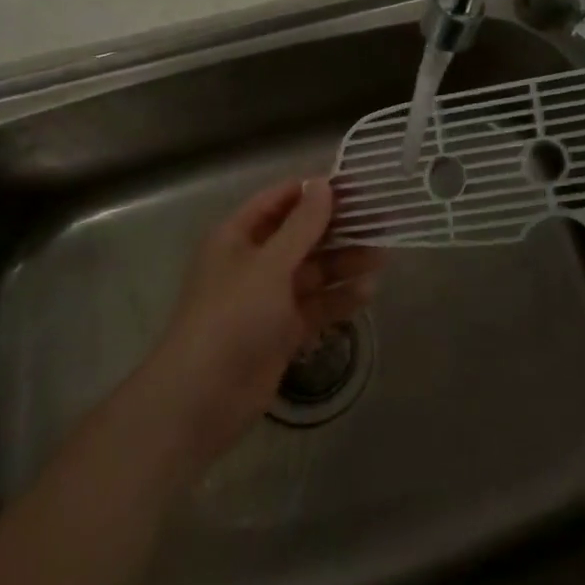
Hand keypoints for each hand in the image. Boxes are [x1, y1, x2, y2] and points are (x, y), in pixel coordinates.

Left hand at [142, 177, 383, 469]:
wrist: (201, 400)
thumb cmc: (232, 318)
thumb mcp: (269, 265)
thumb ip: (301, 225)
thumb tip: (322, 184)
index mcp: (238, 237)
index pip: (279, 200)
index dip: (314, 191)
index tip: (355, 186)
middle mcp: (254, 262)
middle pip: (301, 236)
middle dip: (338, 229)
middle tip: (380, 222)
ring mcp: (268, 298)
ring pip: (313, 271)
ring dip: (344, 263)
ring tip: (382, 257)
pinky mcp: (282, 331)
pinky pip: (316, 305)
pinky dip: (339, 298)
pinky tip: (368, 293)